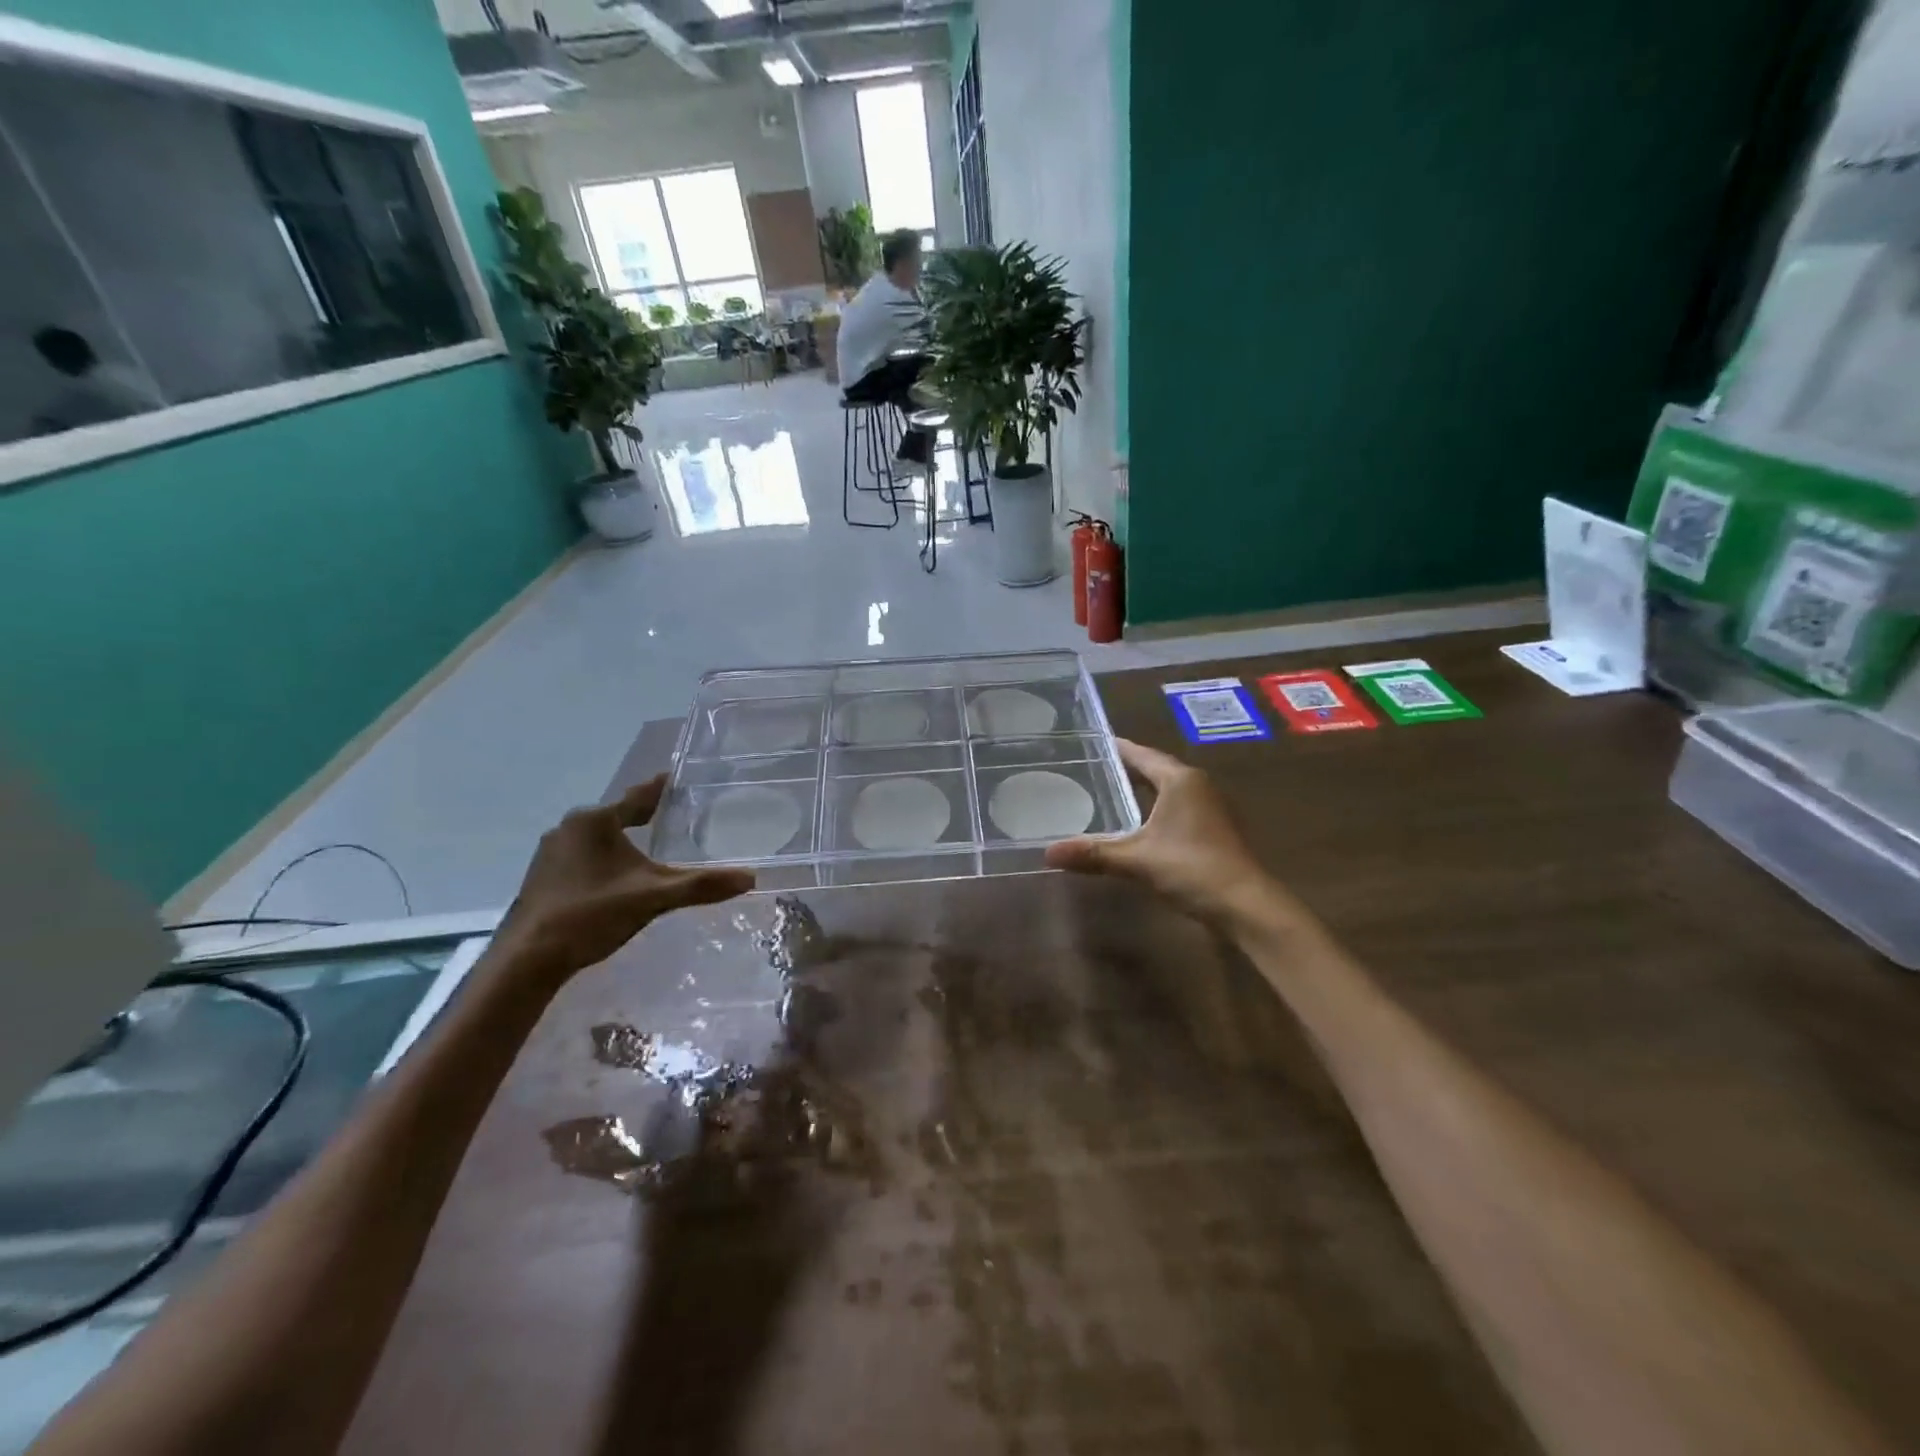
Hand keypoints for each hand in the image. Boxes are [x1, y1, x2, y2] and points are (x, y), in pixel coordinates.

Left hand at [501, 776, 754, 979]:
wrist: (528, 959)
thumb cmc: (592, 914)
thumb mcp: (653, 897)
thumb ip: (701, 886)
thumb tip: (750, 879)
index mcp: (595, 821)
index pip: (639, 797)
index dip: (662, 789)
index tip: (679, 777)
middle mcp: (570, 828)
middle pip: (618, 815)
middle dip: (645, 816)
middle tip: (675, 814)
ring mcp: (552, 852)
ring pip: (599, 837)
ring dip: (624, 840)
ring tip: (651, 845)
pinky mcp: (543, 876)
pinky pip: (584, 855)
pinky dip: (606, 858)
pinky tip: (619, 876)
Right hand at [1045, 738, 1281, 925]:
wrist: (1246, 905)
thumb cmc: (1192, 867)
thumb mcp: (1137, 859)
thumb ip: (1093, 853)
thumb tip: (1048, 852)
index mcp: (1180, 780)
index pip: (1143, 755)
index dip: (1119, 748)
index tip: (1094, 742)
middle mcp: (1198, 786)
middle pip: (1157, 769)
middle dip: (1128, 768)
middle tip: (1094, 767)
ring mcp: (1210, 808)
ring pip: (1169, 789)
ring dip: (1144, 789)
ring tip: (1110, 792)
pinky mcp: (1214, 830)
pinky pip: (1177, 808)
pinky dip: (1156, 809)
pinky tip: (1138, 824)